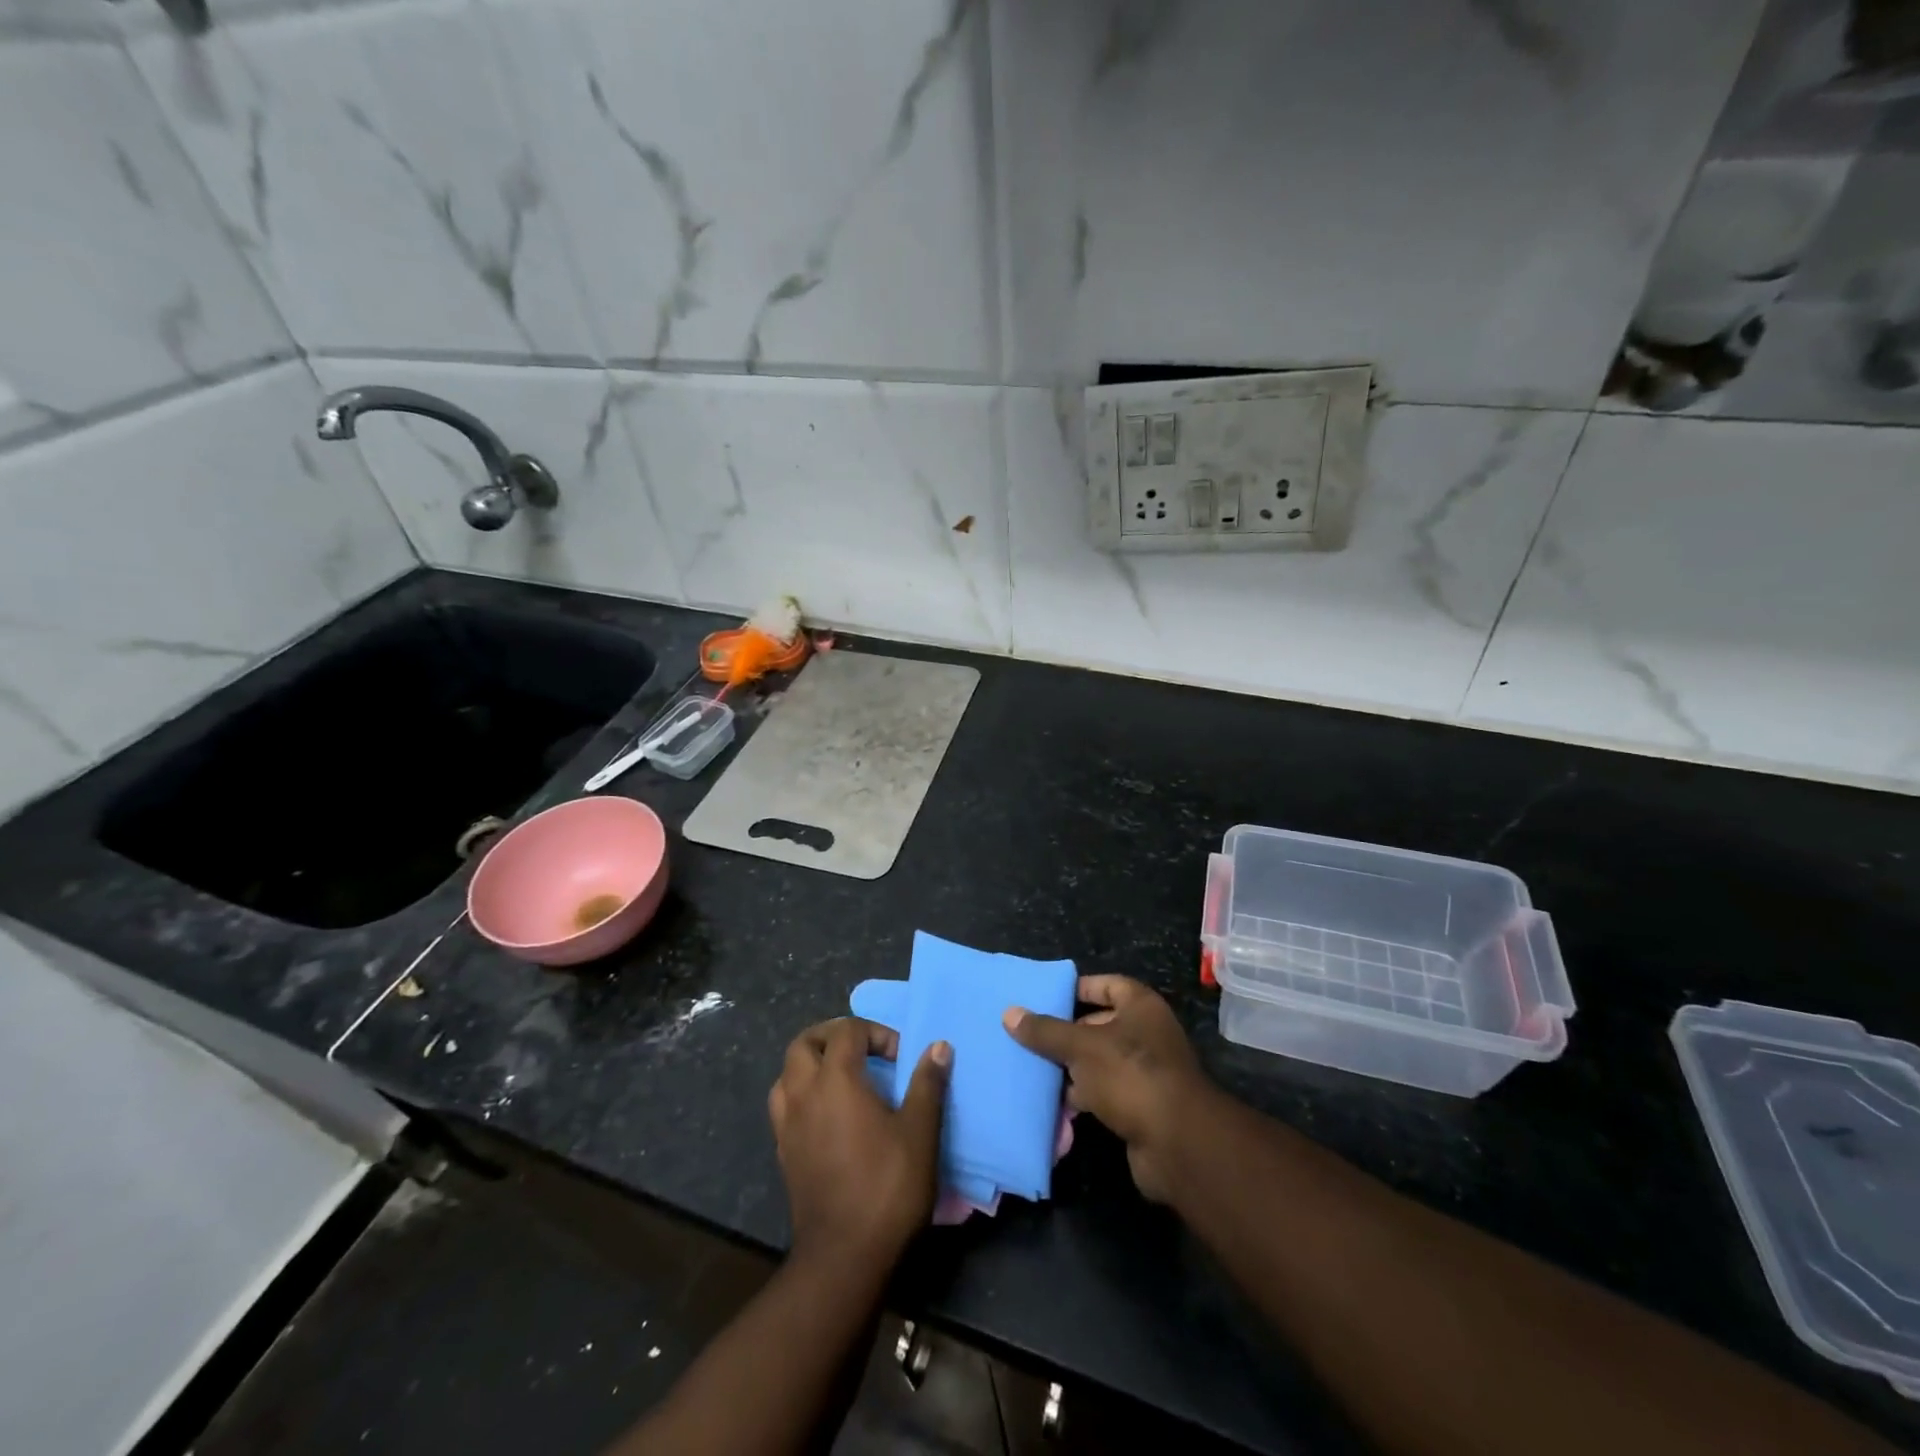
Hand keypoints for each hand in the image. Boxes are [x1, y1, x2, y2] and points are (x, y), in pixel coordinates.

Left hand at [768, 1017, 949, 1271]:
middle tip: (863, 1050)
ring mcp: (787, 1125)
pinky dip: (803, 1095)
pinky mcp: (783, 1153)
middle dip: (833, 1036)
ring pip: (787, 1074)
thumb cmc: (887, 1187)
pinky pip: (785, 1106)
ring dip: (811, 1064)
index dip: (875, 1034)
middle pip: (804, 1043)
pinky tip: (827, 1115)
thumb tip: (939, 1046)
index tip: (900, 1058)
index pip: (846, 1031)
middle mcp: (803, 1094)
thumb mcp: (920, 1131)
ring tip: (842, 1078)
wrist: (845, 1257)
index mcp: (835, 1080)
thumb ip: (927, 1084)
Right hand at [1004, 976, 1211, 1202]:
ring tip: (1034, 1069)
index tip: (1044, 998)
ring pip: (1100, 1060)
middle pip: (1099, 1023)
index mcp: (1140, 1006)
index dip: (1077, 988)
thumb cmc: (1130, 1074)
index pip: (1106, 984)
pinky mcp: (1141, 1105)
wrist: (1177, 1143)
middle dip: (1066, 1032)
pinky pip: (1105, 1092)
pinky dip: (1084, 1096)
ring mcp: (1146, 1071)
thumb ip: (1046, 1030)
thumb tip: (1009, 1013)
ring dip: (1072, 1068)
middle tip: (1030, 1037)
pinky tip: (1055, 1102)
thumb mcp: (1080, 1047)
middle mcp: (1146, 1033)